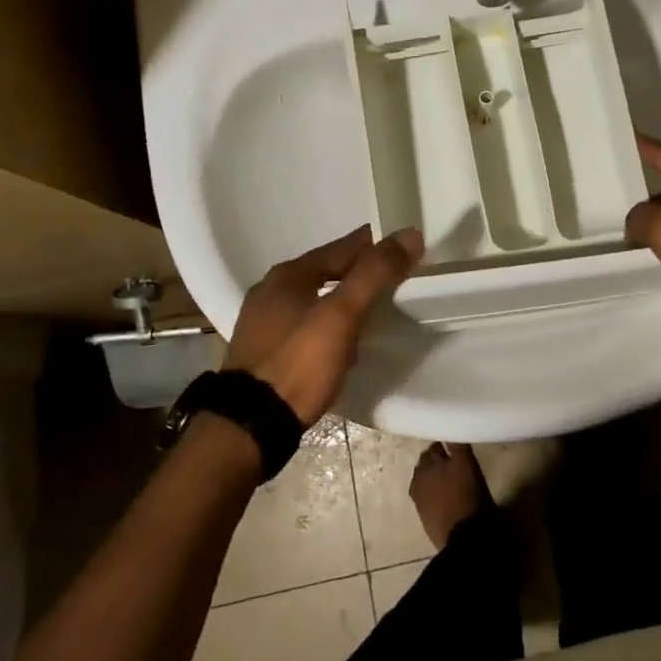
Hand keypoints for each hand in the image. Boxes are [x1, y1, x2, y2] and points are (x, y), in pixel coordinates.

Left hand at [225, 225, 423, 425]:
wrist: (250, 426)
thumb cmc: (299, 362)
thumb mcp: (343, 314)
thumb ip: (375, 273)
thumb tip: (409, 234)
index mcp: (288, 275)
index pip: (341, 248)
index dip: (373, 245)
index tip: (401, 247)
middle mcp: (270, 292)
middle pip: (324, 272)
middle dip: (356, 272)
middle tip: (390, 278)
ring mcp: (262, 324)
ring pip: (313, 299)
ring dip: (340, 300)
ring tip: (370, 309)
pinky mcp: (263, 354)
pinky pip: (304, 326)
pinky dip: (326, 325)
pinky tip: (339, 341)